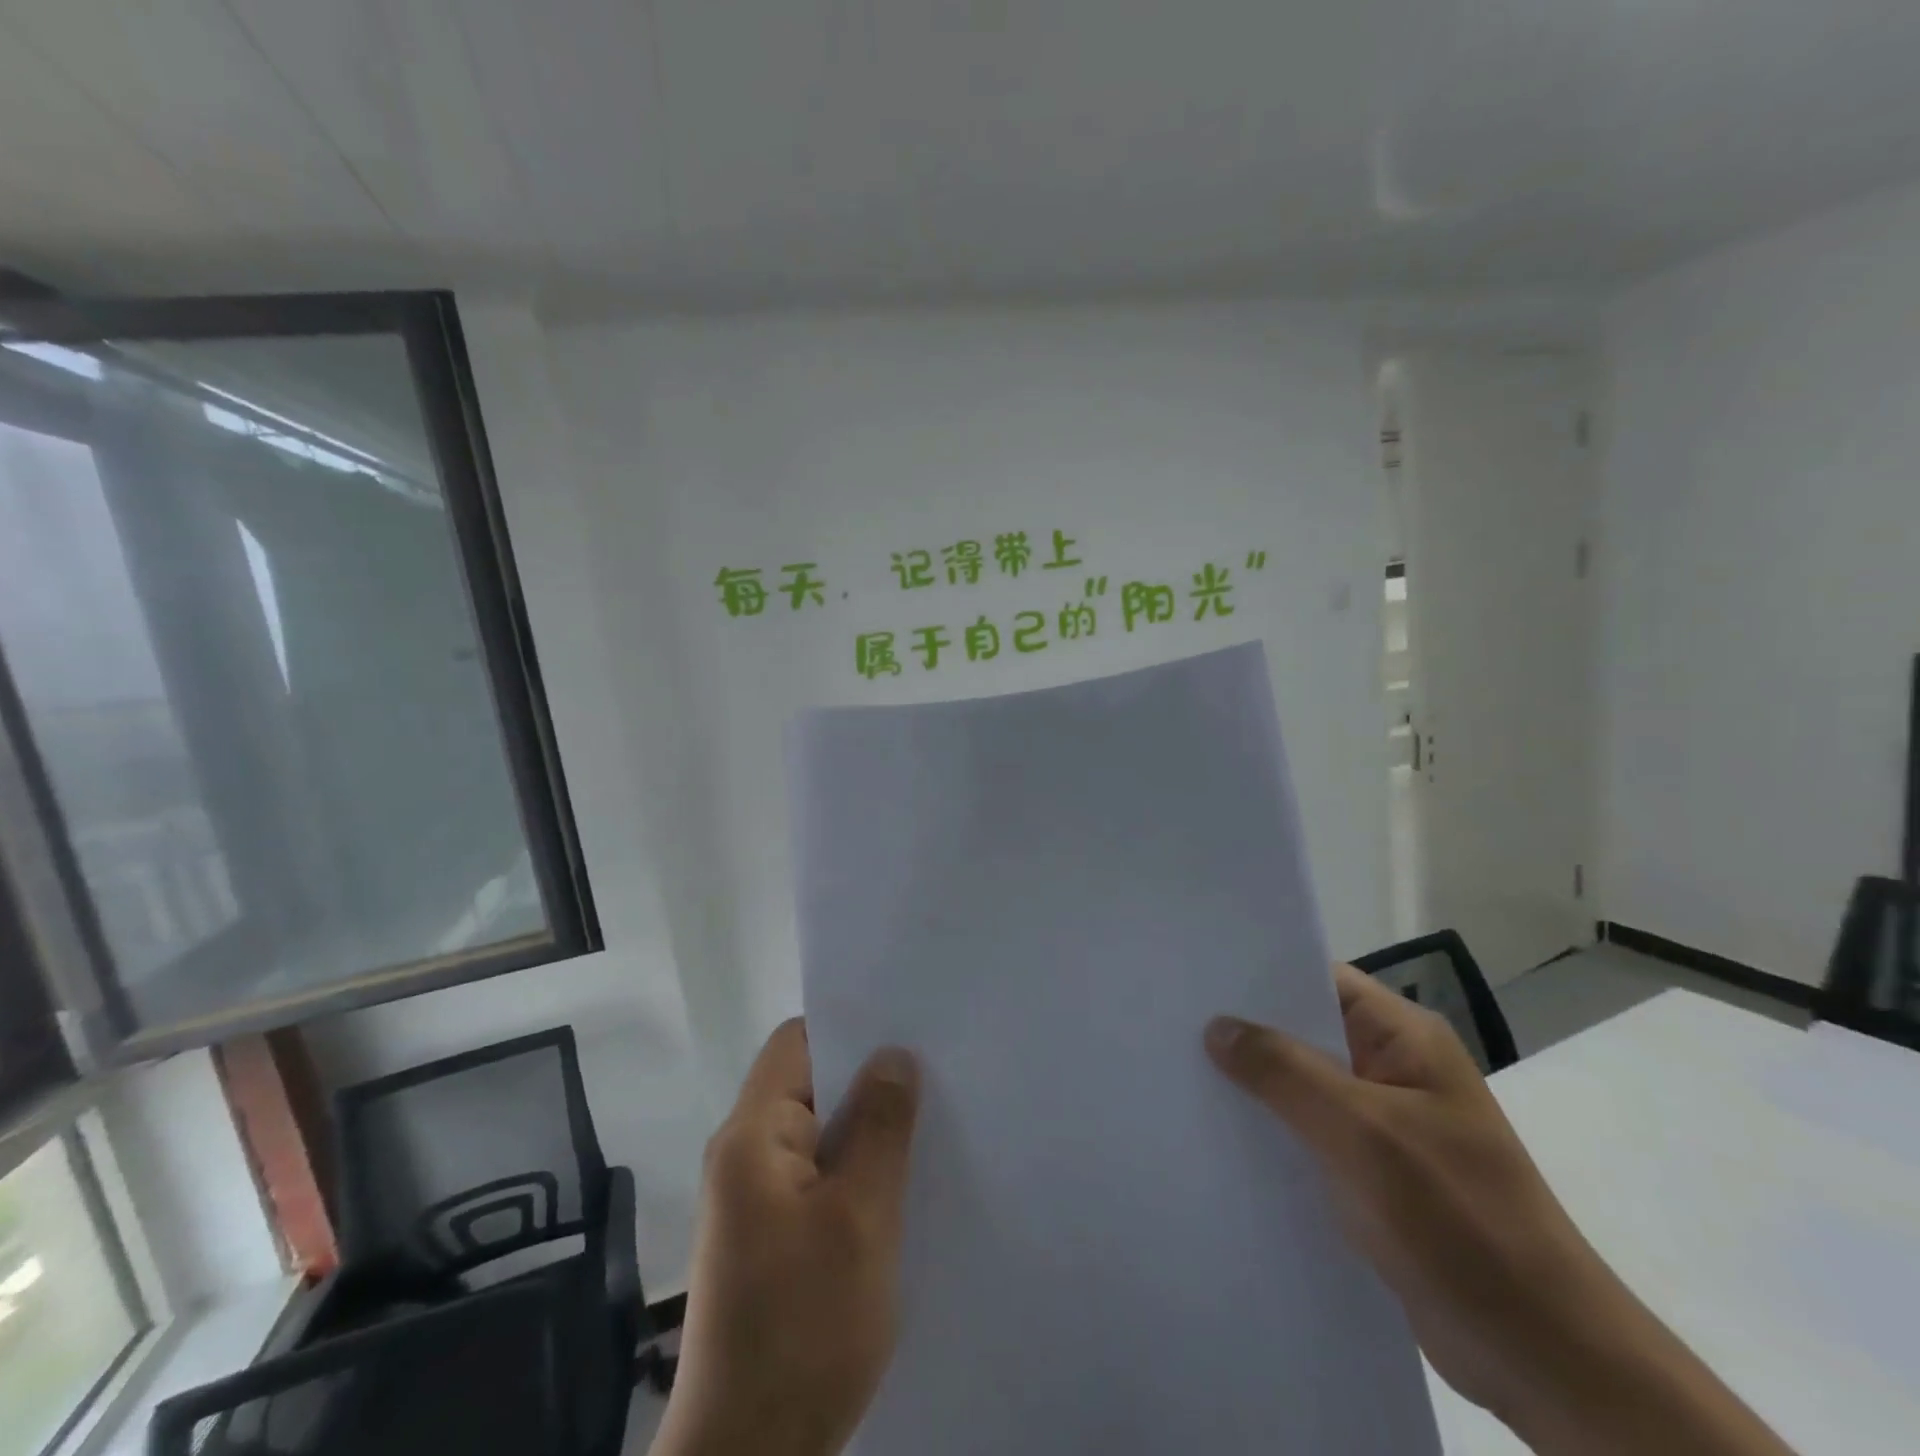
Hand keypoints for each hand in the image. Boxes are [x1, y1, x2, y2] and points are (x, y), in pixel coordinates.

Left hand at [653, 1020, 919, 1455]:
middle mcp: (745, 1156)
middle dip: (868, 1078)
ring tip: (929, 1122)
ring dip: (867, 1128)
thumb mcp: (859, 1218)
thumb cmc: (803, 1328)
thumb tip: (894, 1054)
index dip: (848, 1028)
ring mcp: (756, 1199)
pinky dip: (857, 1169)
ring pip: (820, 1132)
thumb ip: (879, 1127)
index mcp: (751, 1136)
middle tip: (935, 1074)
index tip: (905, 1030)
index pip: (796, 1043)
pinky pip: (818, 1175)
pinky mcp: (771, 1236)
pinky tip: (901, 1183)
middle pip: (809, 1084)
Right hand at [1206, 964, 1792, 1455]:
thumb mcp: (1363, 1133)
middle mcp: (1392, 1070)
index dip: (1257, 974)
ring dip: (1252, 1085)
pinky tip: (1218, 1135)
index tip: (1194, 974)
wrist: (1547, 1359)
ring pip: (1301, 1086)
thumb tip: (1217, 1026)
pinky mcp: (1374, 1174)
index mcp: (1404, 1040)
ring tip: (1178, 1072)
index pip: (1318, 980)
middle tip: (1169, 1022)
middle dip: (1244, 1031)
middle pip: (1303, 1032)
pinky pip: (1309, 1134)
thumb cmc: (1459, 1222)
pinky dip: (1270, 1132)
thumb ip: (1285, 1072)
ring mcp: (1384, 1124)